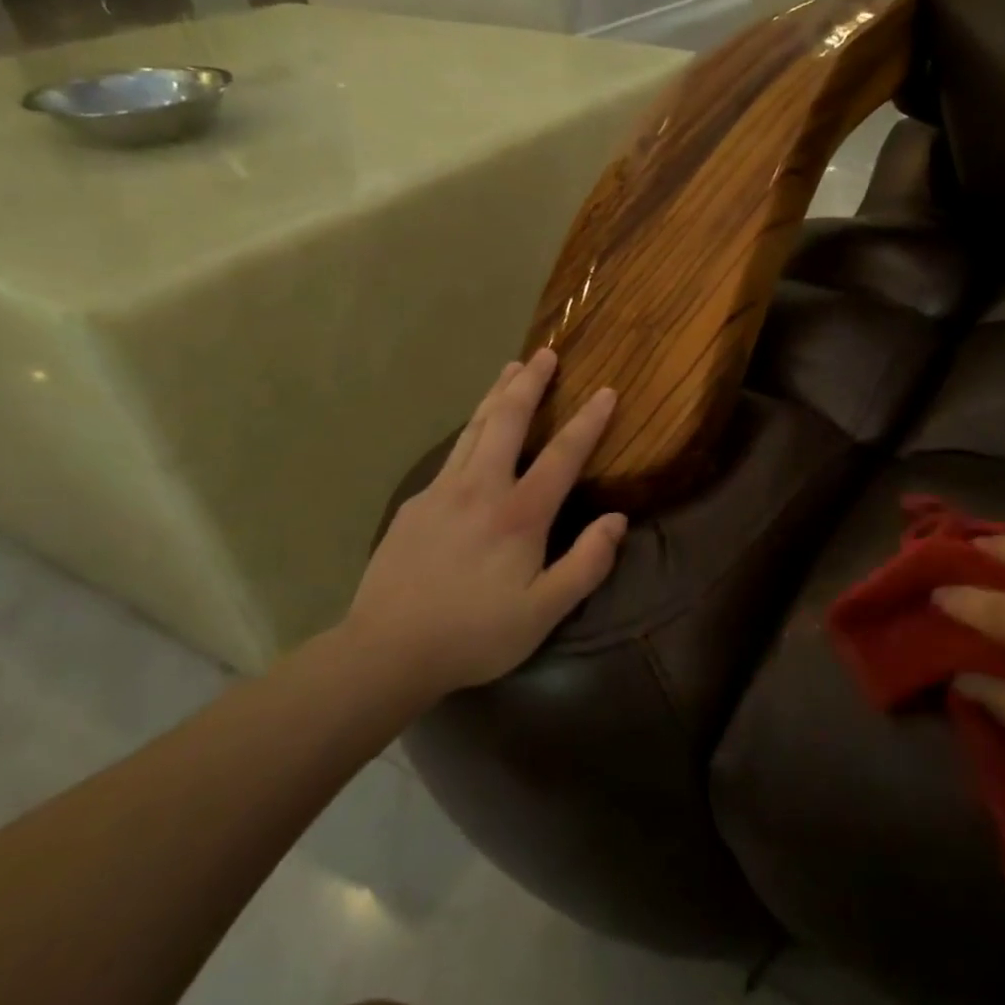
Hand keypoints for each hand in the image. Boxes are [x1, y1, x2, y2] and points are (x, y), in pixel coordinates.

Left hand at [346, 350, 626, 696]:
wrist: (386, 651)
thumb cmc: (475, 634)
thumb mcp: (544, 612)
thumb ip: (586, 564)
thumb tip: (618, 520)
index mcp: (519, 514)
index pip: (563, 455)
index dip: (588, 421)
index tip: (606, 391)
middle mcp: (481, 488)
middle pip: (509, 421)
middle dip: (530, 384)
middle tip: (544, 353)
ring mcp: (442, 492)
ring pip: (475, 428)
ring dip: (497, 395)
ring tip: (510, 369)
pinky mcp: (416, 504)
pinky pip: (452, 454)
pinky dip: (472, 430)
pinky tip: (474, 432)